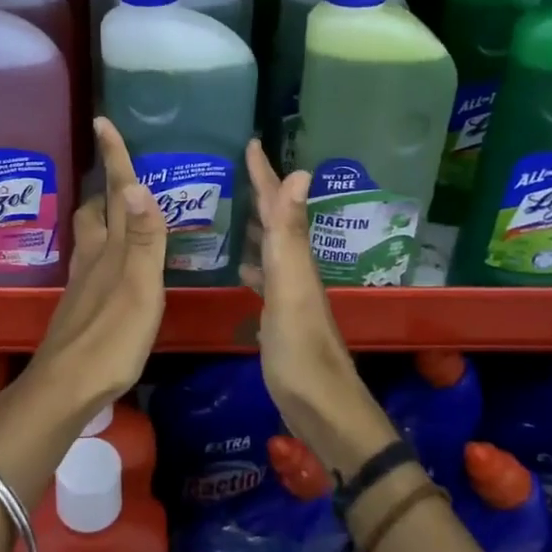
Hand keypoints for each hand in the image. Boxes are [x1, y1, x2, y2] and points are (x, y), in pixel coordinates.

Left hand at [22, 117, 167, 416]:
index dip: (113, 157)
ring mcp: (84, 283)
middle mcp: (93, 258)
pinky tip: (118, 265)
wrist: (66, 387)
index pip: (114, 193)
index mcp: (110, 249)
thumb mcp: (138, 288)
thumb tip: (138, 185)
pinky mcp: (82, 306)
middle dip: (105, 188)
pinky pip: (96, 261)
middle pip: (95, 211)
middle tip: (122, 174)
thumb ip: (143, 239)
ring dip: (105, 217)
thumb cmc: (110, 338)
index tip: (103, 120)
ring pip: (92, 236)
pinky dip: (108, 248)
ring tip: (124, 212)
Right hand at [242, 139, 396, 473]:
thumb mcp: (291, 287)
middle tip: (233, 171)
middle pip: (276, 222)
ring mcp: (289, 295)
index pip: (278, 205)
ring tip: (229, 211)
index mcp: (295, 258)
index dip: (264, 174)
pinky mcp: (281, 318)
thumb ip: (290, 234)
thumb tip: (300, 173)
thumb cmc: (300, 351)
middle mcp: (295, 270)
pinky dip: (251, 262)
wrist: (321, 410)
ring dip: (254, 226)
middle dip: (259, 193)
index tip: (250, 142)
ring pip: (270, 248)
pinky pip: (264, 276)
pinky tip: (238, 265)